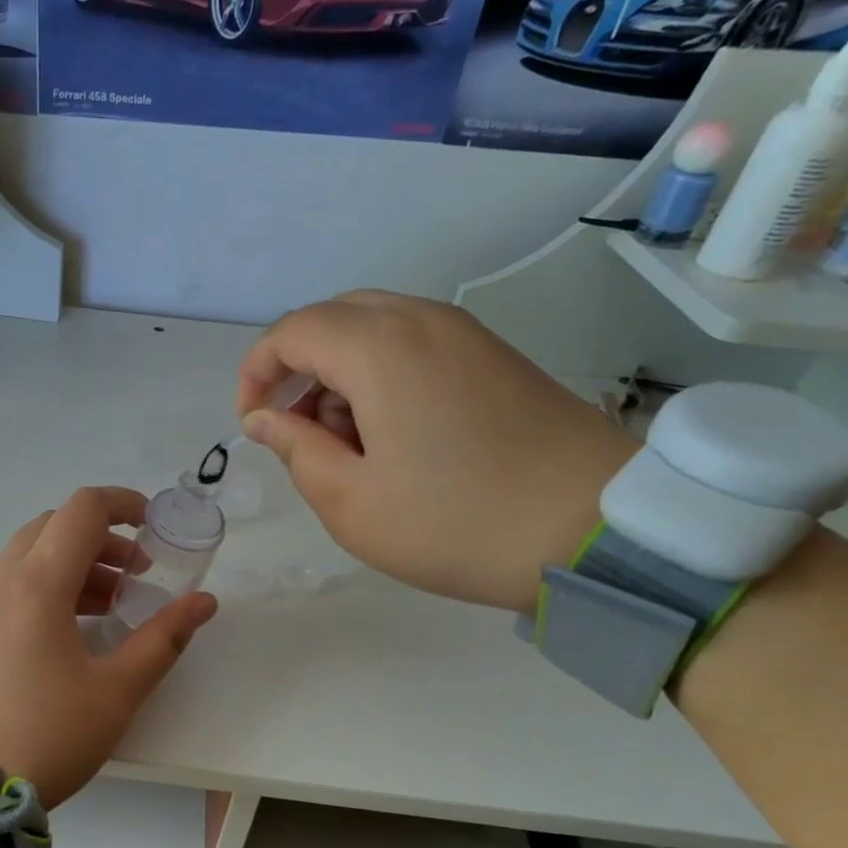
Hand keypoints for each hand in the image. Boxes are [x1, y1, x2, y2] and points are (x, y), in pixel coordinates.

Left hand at [0, 487, 217, 808]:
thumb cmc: (46, 735)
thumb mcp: (116, 691)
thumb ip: (163, 639)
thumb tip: (204, 602)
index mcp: (39, 585)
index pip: (83, 510)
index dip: (124, 504)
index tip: (154, 527)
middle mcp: (4, 581)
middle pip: (55, 526)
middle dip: (103, 537)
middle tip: (137, 574)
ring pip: (32, 554)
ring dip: (76, 562)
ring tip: (113, 602)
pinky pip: (14, 583)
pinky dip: (49, 584)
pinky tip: (73, 627)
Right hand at [237, 291, 635, 614]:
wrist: (596, 529)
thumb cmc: (456, 522)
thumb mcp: (351, 502)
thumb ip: (296, 451)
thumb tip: (266, 420)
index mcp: (380, 348)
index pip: (292, 331)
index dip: (257, 372)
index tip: (251, 425)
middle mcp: (422, 320)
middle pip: (333, 318)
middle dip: (297, 368)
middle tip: (294, 430)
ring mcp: (466, 334)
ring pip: (375, 327)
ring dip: (339, 372)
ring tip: (344, 441)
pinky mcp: (494, 356)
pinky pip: (415, 342)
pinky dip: (381, 374)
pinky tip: (392, 433)